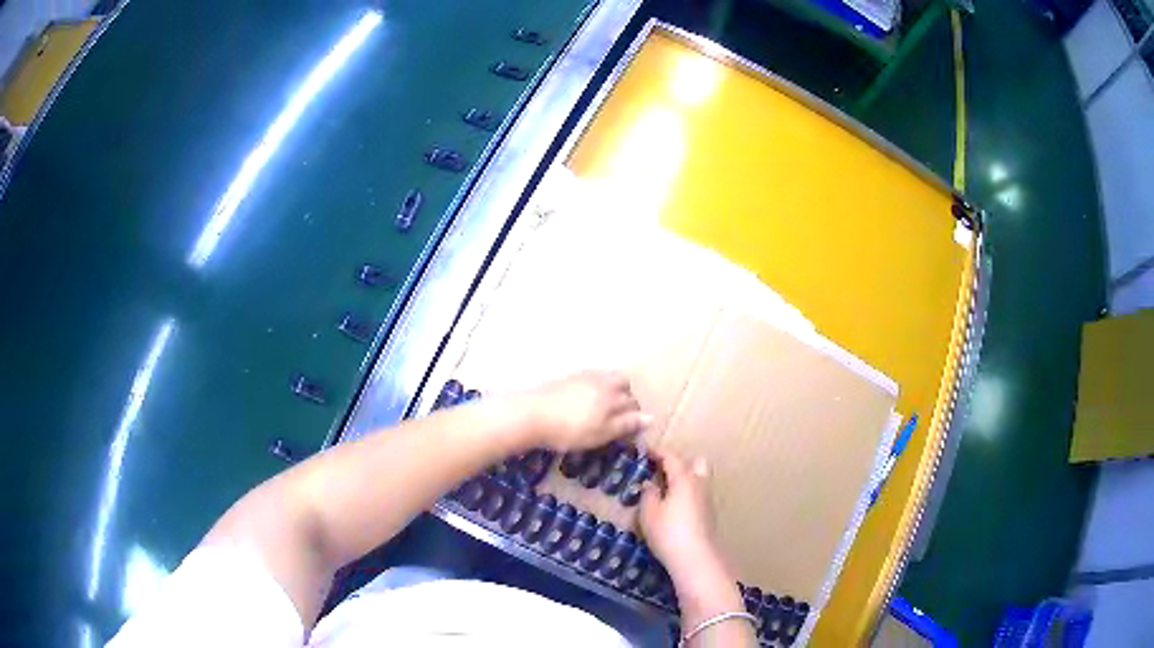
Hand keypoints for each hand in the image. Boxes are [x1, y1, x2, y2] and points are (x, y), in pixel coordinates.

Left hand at [519, 371, 651, 450]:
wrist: (532, 415)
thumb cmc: (570, 430)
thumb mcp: (601, 433)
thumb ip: (626, 424)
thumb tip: (651, 417)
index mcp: (612, 395)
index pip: (632, 401)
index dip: (636, 414)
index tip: (633, 426)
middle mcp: (601, 381)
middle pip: (622, 381)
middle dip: (627, 394)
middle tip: (622, 411)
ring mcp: (582, 377)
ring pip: (606, 377)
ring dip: (611, 387)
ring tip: (605, 405)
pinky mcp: (566, 378)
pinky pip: (589, 378)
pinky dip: (595, 386)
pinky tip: (586, 399)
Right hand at [640, 446, 752, 642]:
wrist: (696, 558)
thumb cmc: (668, 532)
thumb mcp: (648, 513)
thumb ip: (648, 494)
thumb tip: (649, 483)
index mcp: (684, 478)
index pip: (672, 457)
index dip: (658, 452)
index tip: (646, 451)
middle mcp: (700, 484)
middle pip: (696, 463)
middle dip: (682, 463)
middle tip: (663, 472)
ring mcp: (707, 500)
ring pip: (699, 480)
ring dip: (685, 480)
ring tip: (666, 491)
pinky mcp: (709, 515)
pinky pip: (698, 495)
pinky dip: (688, 495)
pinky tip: (675, 508)